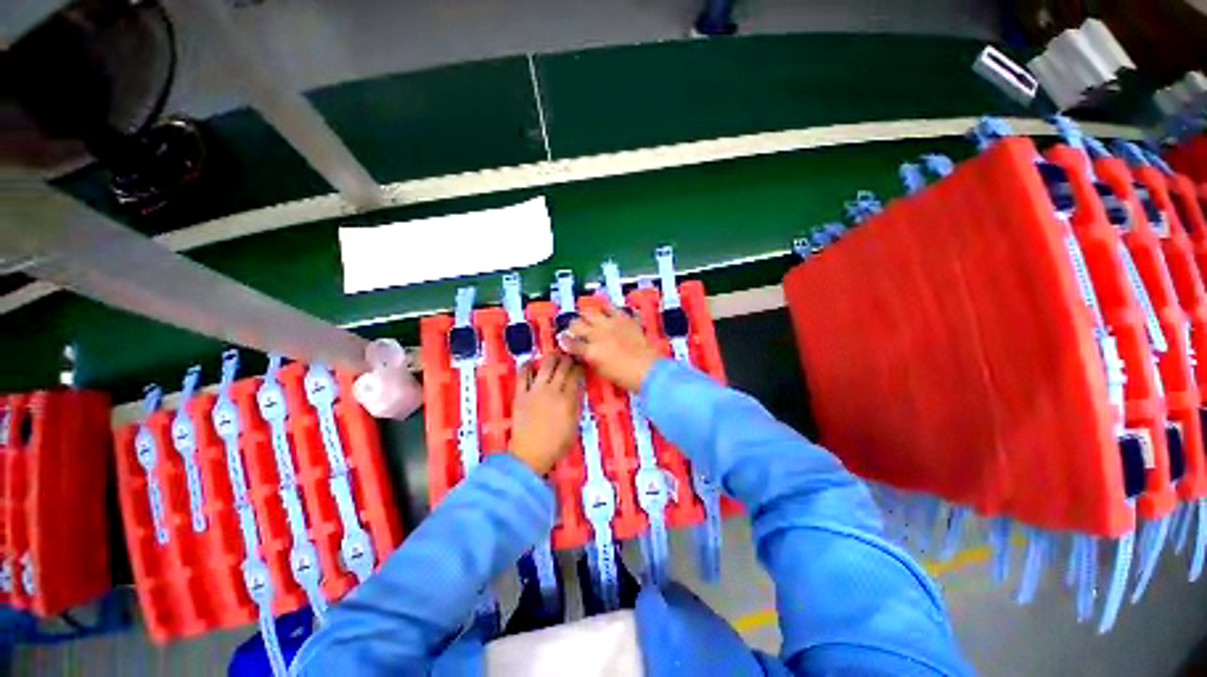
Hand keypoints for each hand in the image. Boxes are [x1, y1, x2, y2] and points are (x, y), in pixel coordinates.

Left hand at [510, 352, 583, 474]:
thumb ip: (575, 405)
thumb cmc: (556, 444)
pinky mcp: (520, 394)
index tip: (581, 363)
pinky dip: (527, 366)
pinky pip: (523, 375)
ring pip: (545, 366)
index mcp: (568, 399)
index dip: (579, 366)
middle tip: (569, 355)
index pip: (576, 375)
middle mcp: (553, 390)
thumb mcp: (573, 425)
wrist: (530, 454)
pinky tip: (531, 363)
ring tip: (554, 355)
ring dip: (551, 358)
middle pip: (563, 367)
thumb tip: (577, 390)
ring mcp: (535, 391)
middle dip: (568, 358)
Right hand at [561, 306, 660, 391]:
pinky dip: (606, 309)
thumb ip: (589, 358)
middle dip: (573, 327)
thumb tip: (583, 352)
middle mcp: (596, 334)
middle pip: (576, 323)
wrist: (648, 368)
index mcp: (590, 350)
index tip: (563, 340)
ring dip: (586, 316)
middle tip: (575, 330)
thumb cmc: (624, 376)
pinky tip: (606, 313)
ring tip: (588, 319)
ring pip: (590, 312)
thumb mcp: (601, 370)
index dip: (564, 341)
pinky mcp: (623, 318)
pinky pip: (611, 308)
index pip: (569, 342)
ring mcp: (610, 323)